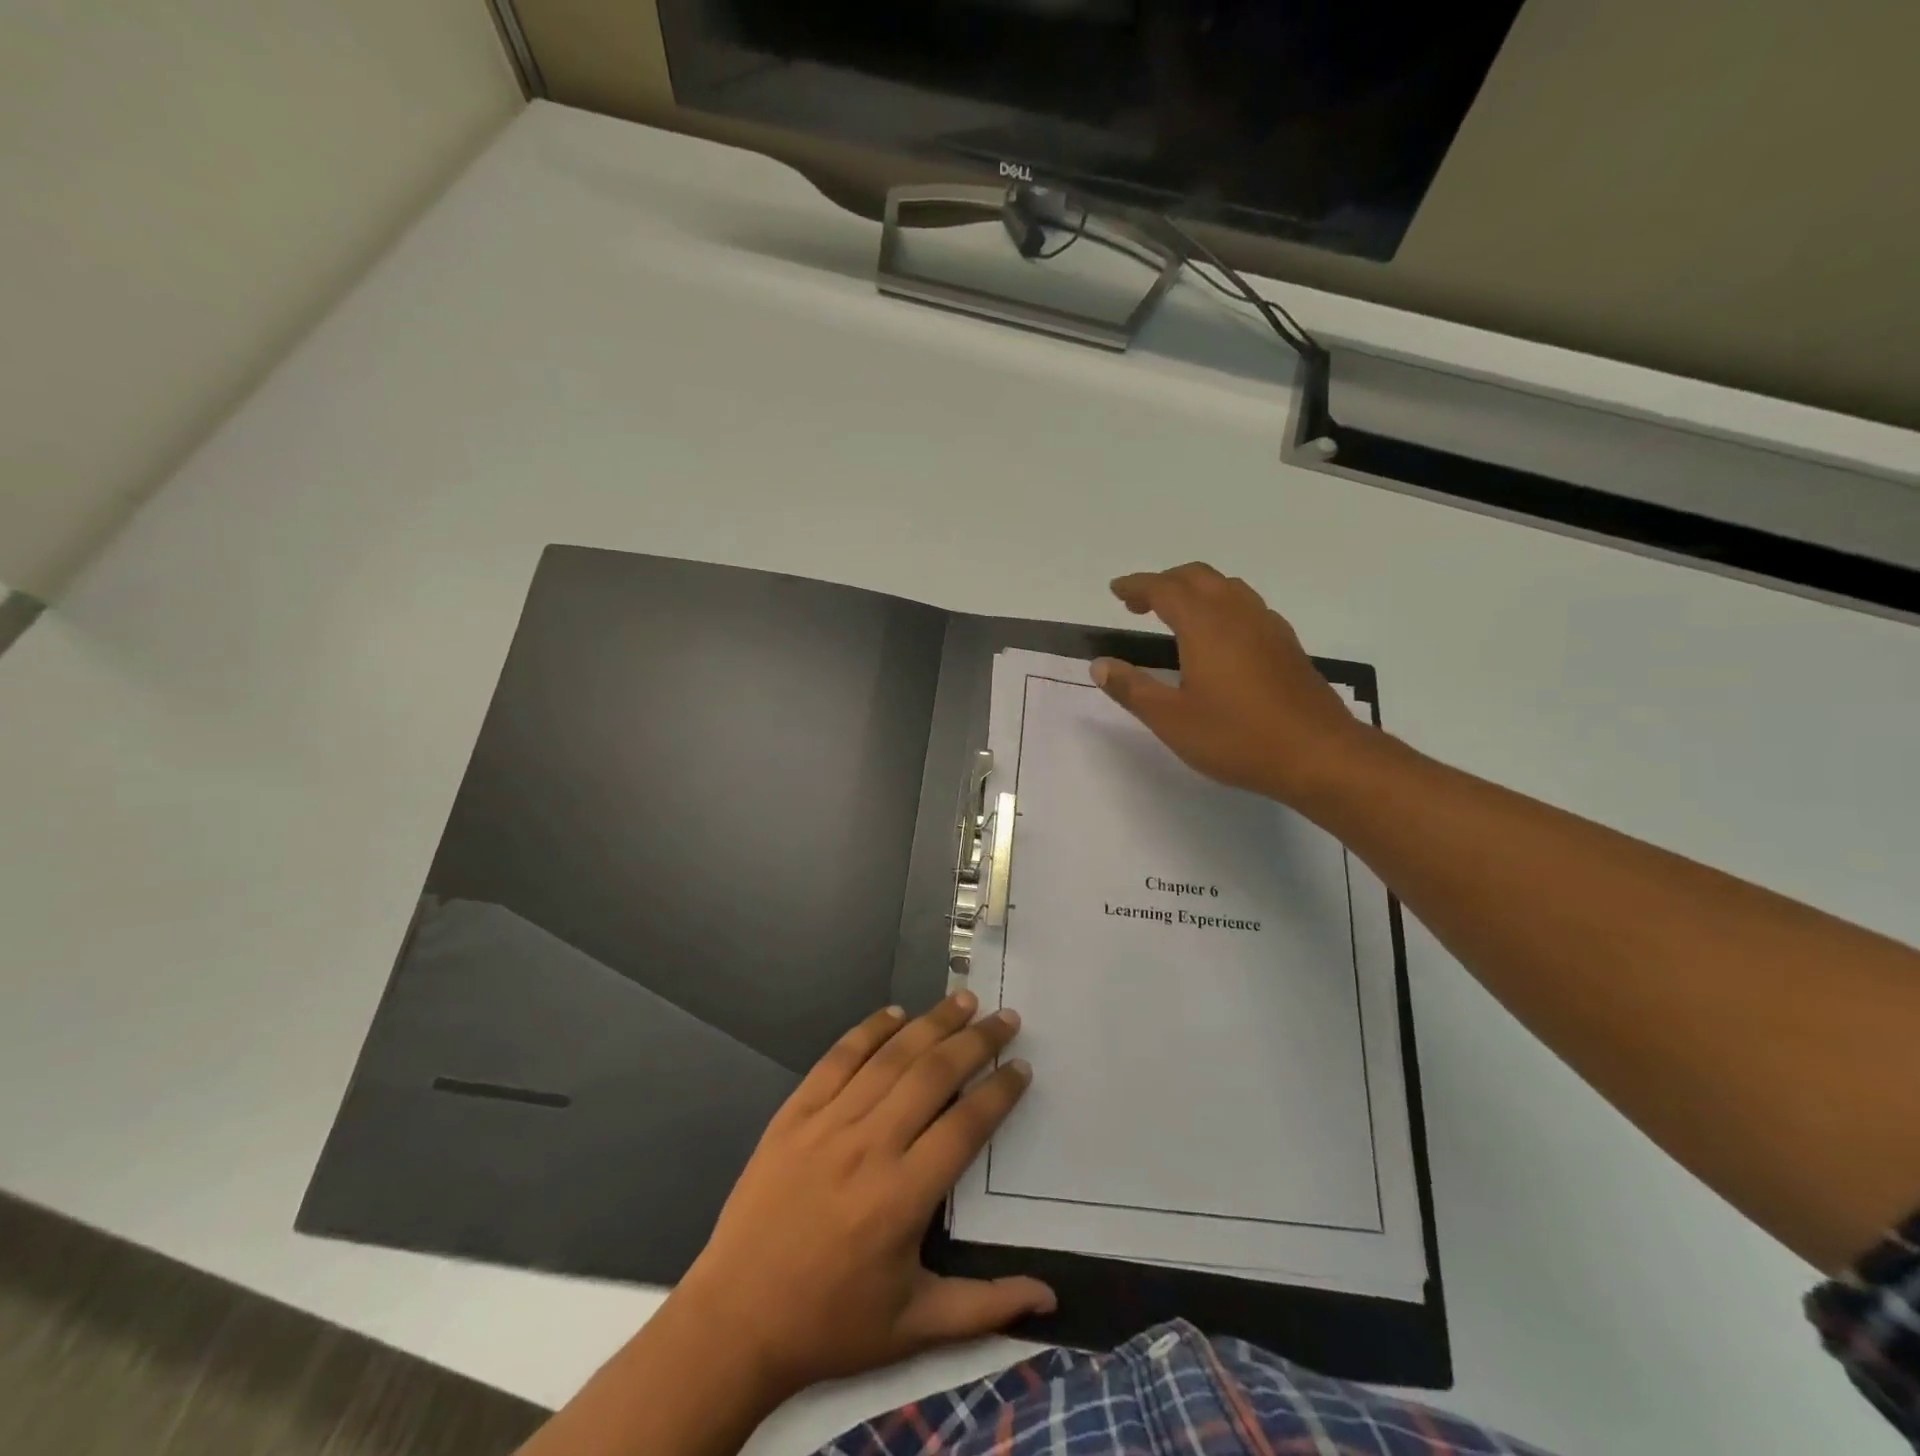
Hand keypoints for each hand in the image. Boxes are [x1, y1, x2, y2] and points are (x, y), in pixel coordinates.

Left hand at [671, 992, 1051, 1403]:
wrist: (735, 1321)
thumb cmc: (830, 1325)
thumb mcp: (914, 1328)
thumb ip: (986, 1306)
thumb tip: (1051, 1297)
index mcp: (903, 1197)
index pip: (966, 1125)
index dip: (999, 1092)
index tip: (1022, 1068)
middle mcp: (870, 1146)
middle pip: (933, 1075)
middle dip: (976, 1042)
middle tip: (1004, 1018)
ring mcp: (828, 1123)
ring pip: (890, 1057)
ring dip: (931, 1023)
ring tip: (963, 999)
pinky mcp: (794, 1113)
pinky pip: (837, 1059)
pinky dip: (869, 1030)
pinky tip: (895, 1013)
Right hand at [1093, 562, 1366, 805]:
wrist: (1318, 754)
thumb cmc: (1236, 737)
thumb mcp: (1171, 719)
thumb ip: (1132, 688)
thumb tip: (1100, 665)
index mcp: (1205, 625)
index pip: (1164, 588)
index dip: (1137, 585)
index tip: (1116, 590)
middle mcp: (1237, 614)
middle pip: (1197, 577)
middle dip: (1164, 582)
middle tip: (1139, 603)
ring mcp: (1268, 626)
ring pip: (1227, 587)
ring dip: (1195, 590)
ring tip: (1175, 615)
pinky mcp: (1286, 645)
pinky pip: (1247, 606)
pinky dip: (1221, 605)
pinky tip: (1218, 638)